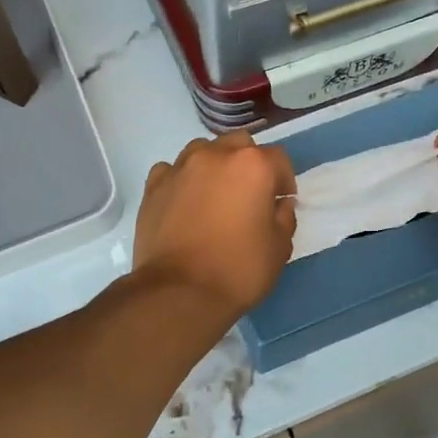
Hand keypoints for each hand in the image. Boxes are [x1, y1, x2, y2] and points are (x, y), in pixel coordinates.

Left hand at [132, 131, 297, 318]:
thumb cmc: (239, 269)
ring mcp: (180, 168)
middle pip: (239, 145)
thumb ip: (284, 218)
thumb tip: (279, 204)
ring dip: (214, 166)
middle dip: (248, 164)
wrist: (179, 292)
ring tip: (214, 195)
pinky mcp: (153, 186)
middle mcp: (215, 155)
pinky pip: (172, 171)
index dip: (284, 181)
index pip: (278, 159)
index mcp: (252, 165)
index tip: (281, 202)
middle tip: (249, 195)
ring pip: (203, 151)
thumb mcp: (279, 248)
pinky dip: (182, 180)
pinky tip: (184, 202)